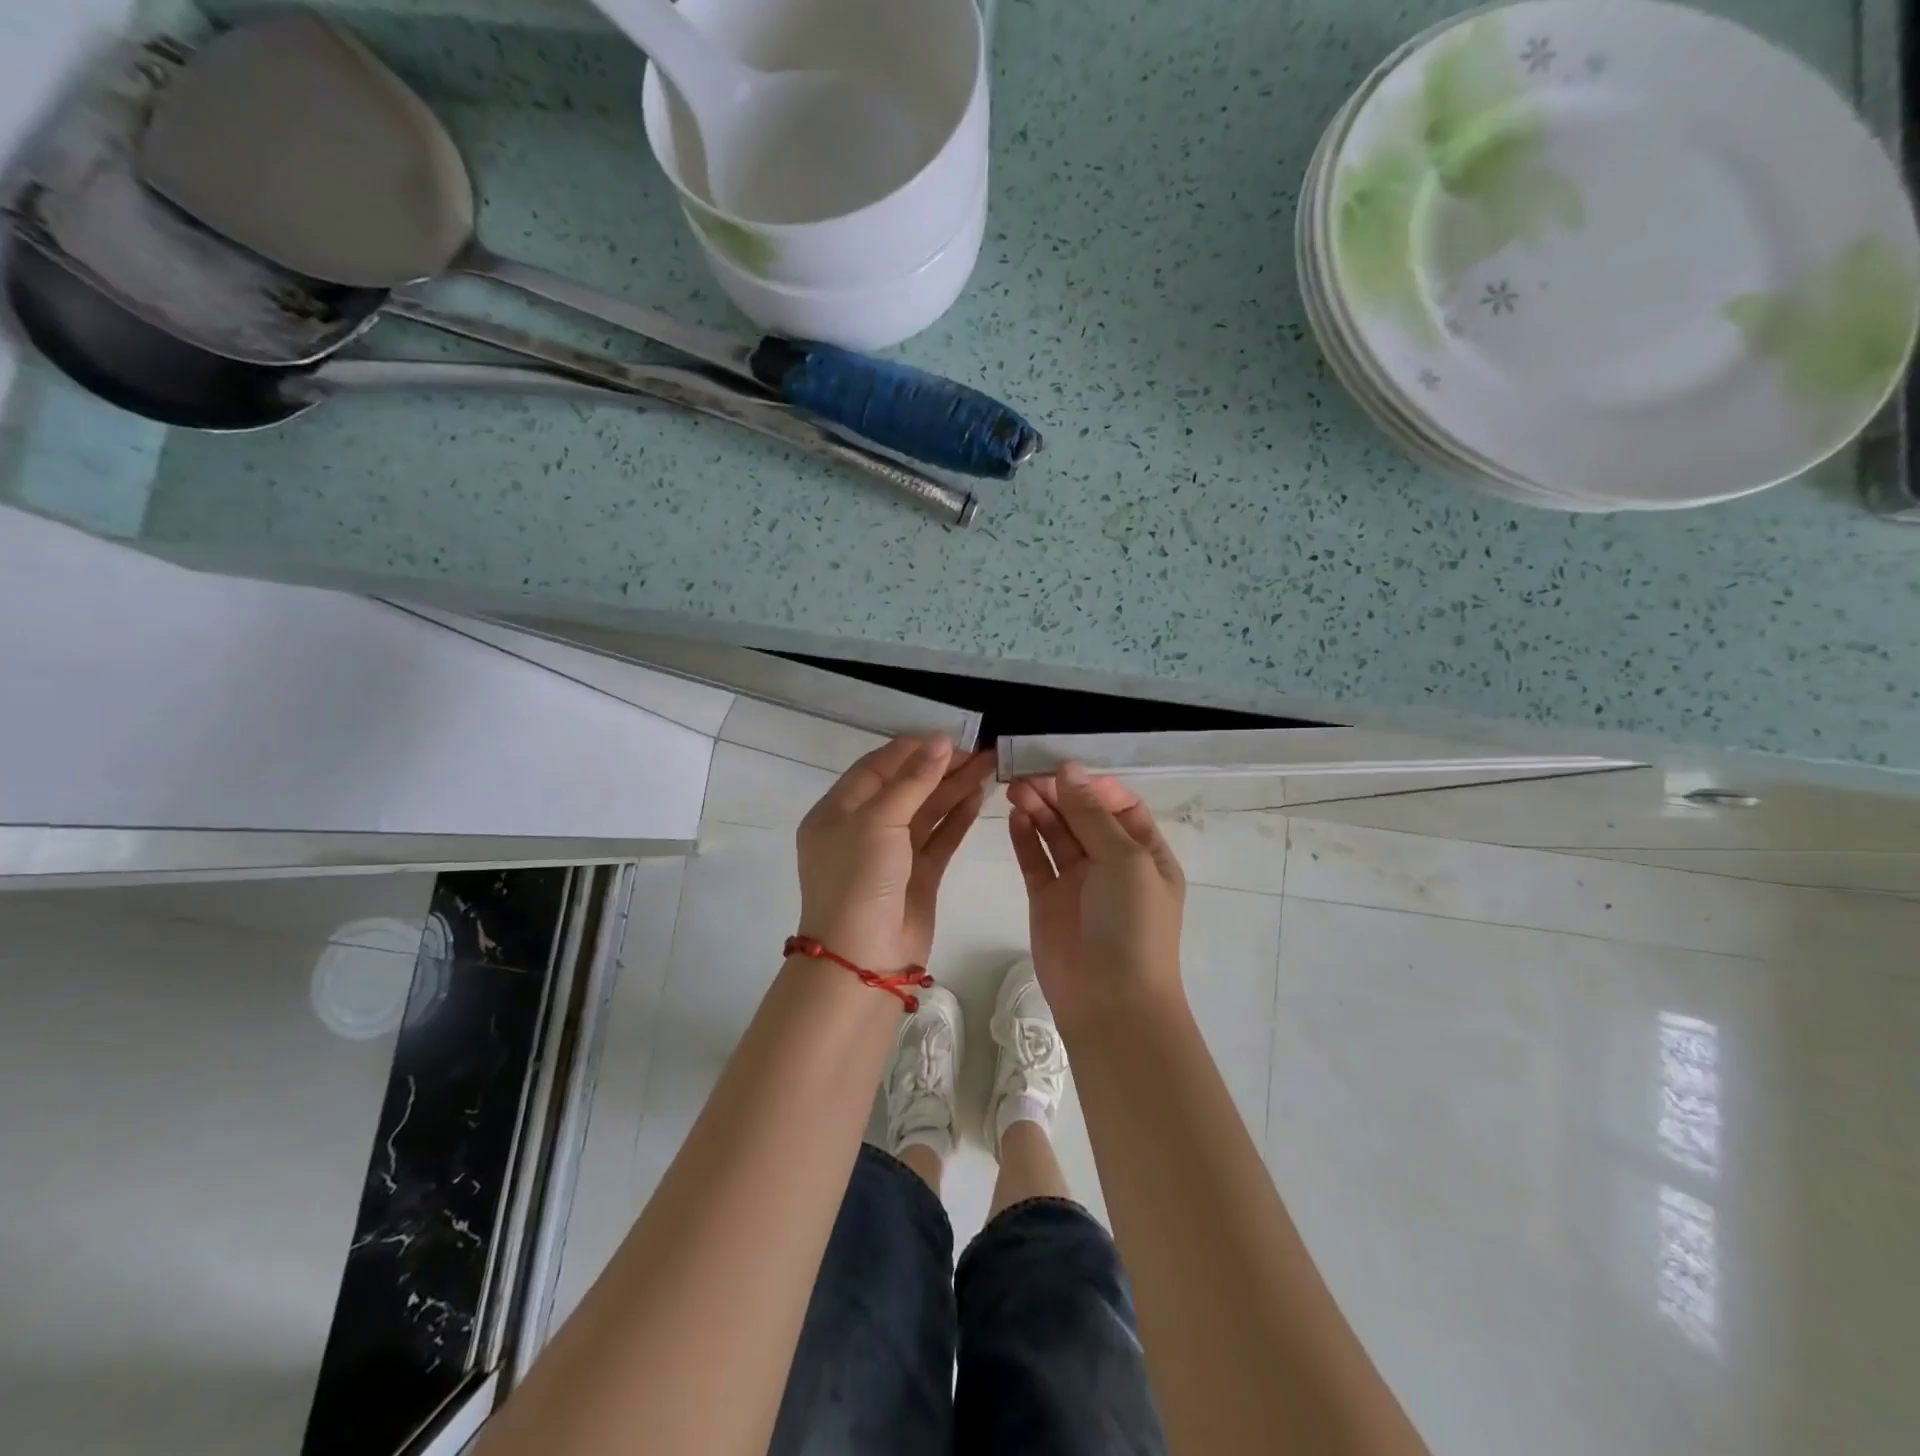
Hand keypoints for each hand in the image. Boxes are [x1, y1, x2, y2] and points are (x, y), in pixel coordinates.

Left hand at [795, 734, 993, 972]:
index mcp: (838, 810)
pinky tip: (979, 798)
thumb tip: (941, 740)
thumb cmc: (859, 880)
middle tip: (980, 753)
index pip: (878, 766)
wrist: (863, 959)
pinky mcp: (917, 876)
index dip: (913, 750)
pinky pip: (939, 838)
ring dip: (954, 789)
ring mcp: (891, 854)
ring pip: (926, 811)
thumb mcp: (879, 821)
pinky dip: (958, 818)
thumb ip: (913, 780)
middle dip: (940, 768)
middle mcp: (863, 828)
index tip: (951, 738)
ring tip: (988, 768)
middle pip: (905, 787)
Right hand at [1007, 762, 1185, 1032]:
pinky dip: (1025, 838)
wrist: (1110, 1001)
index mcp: (1145, 854)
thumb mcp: (1124, 860)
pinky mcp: (1047, 900)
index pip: (1120, 806)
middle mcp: (1112, 864)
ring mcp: (1078, 882)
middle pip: (1082, 816)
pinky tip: (1014, 817)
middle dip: (1058, 794)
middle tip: (1027, 777)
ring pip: (1056, 834)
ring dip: (1038, 810)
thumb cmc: (1131, 924)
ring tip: (1015, 790)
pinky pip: (1035, 860)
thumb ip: (1092, 814)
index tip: (1063, 771)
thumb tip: (1069, 769)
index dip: (1093, 787)